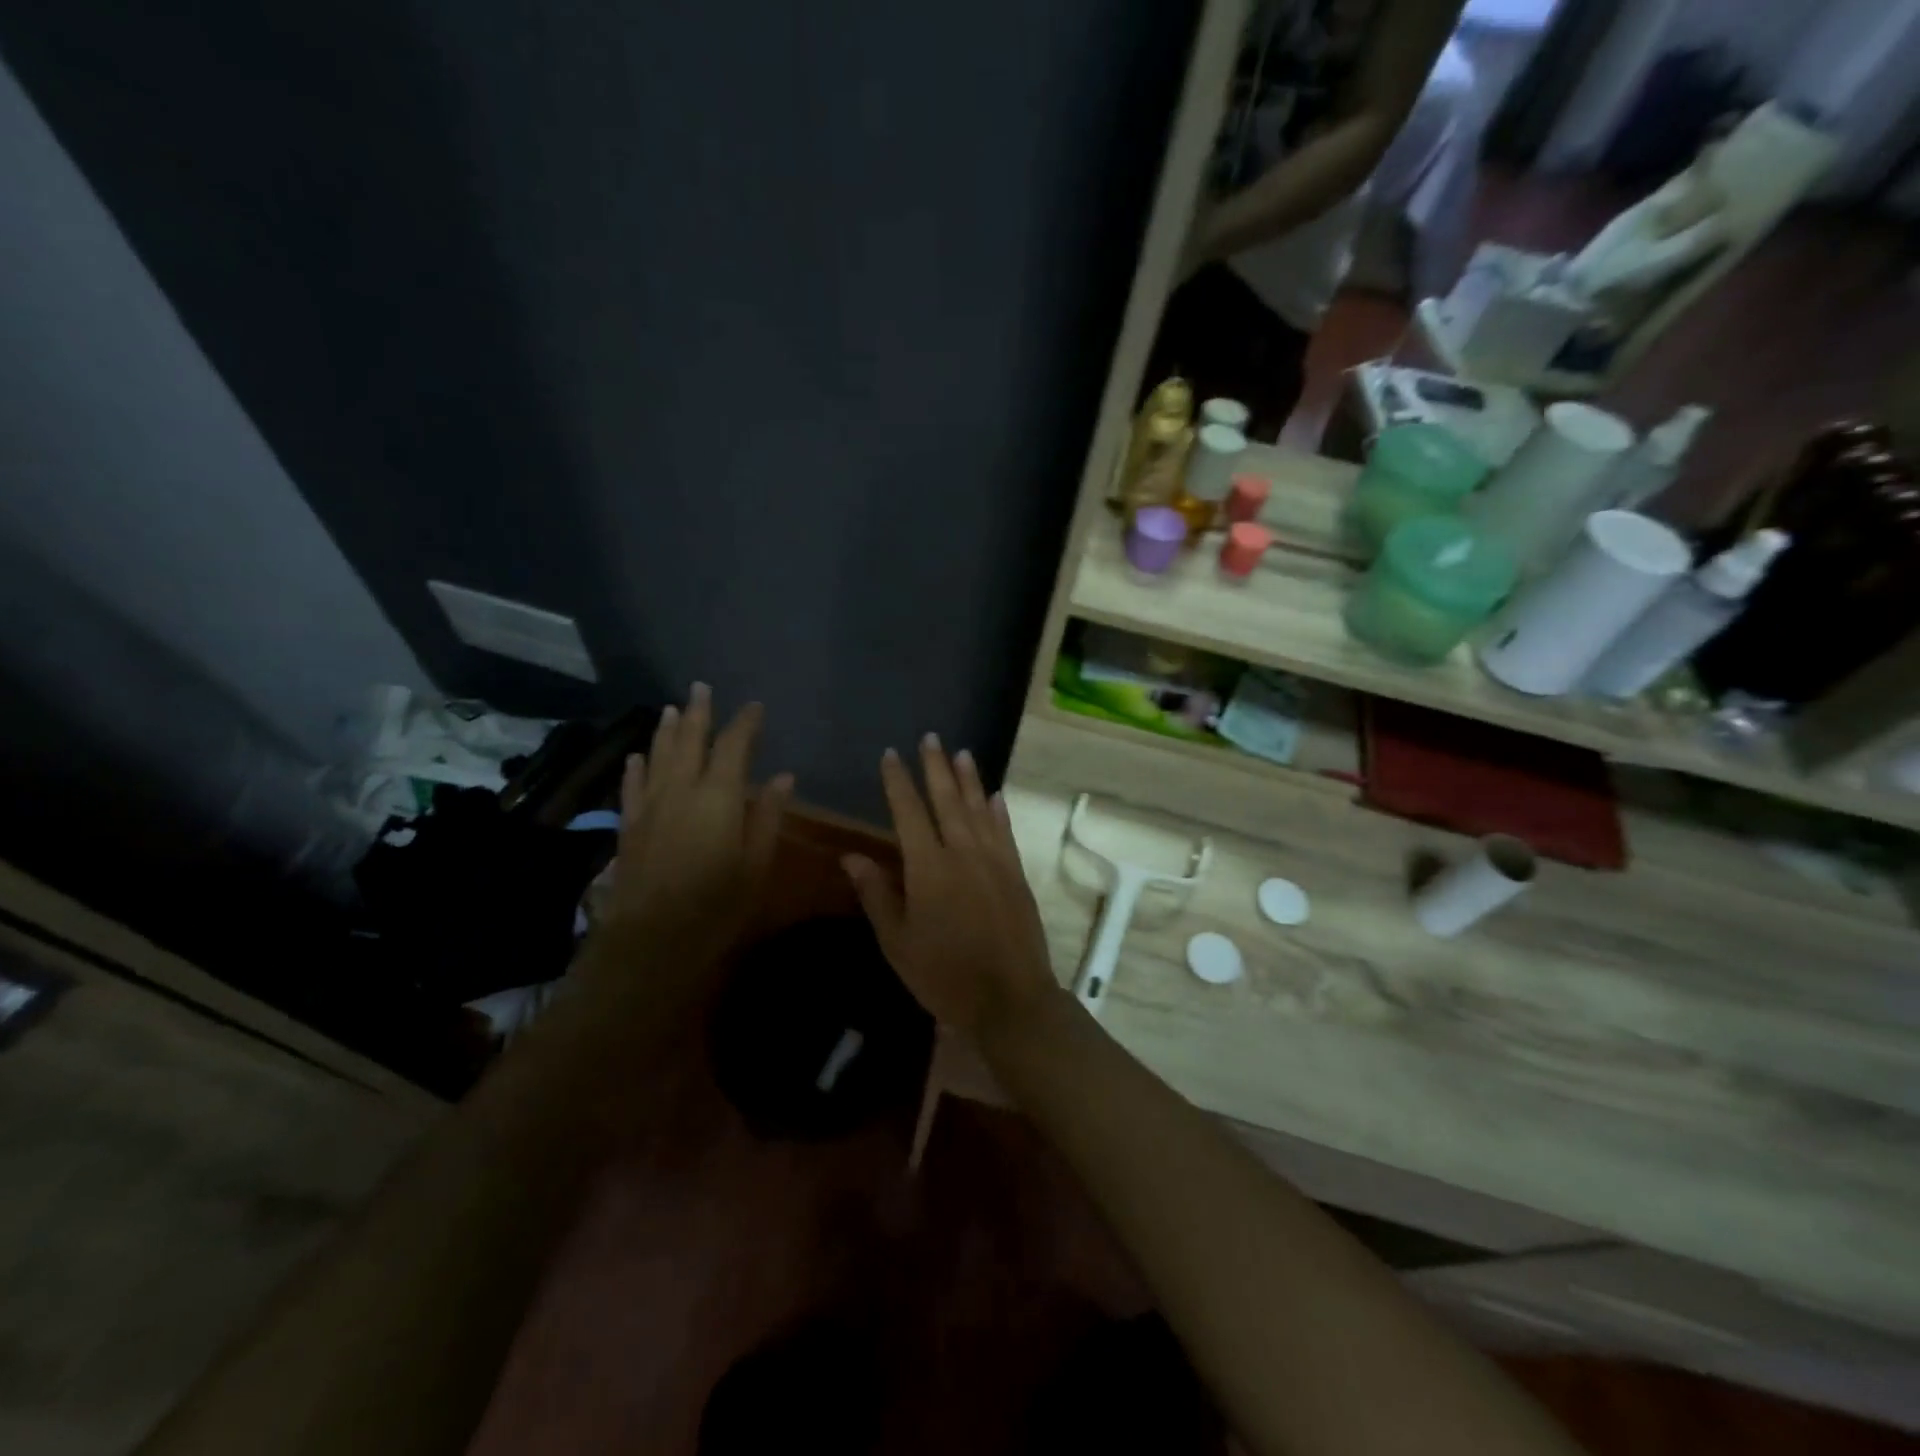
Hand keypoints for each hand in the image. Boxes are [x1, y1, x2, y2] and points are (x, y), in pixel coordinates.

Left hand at [597, 684, 792, 961]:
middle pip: (690, 741)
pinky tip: (637, 756)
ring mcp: (650, 806)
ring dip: (667, 730)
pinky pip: (633, 786)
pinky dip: (637, 767)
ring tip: (673, 708)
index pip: (734, 746)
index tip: (755, 707)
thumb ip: (768, 816)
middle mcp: (681, 790)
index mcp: (718, 796)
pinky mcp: (629, 826)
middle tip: (701, 687)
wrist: (651, 940)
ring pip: (659, 756)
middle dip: (699, 712)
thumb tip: (782, 777)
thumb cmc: (716, 905)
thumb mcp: (756, 864)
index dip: (745, 723)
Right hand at [843, 736, 1059, 1043]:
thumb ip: (876, 895)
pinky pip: (1005, 832)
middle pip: (947, 800)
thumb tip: (851, 856)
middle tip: (930, 737)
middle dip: (936, 767)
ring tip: (961, 752)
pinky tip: (995, 796)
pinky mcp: (1016, 873)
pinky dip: (998, 811)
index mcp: (928, 867)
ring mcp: (995, 860)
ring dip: (969, 779)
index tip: (891, 755)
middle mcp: (963, 853)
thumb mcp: (898, 942)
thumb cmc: (944, 975)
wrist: (1009, 998)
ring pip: (978, 809)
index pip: (908, 812)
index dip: (898, 782)